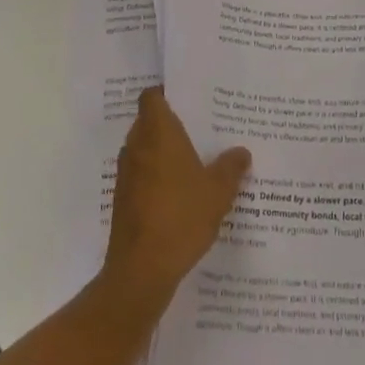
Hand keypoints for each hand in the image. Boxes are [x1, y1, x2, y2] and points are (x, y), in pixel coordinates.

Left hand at [104, 88, 250, 301]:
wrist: (141, 271)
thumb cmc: (181, 217)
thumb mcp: (218, 191)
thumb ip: (231, 167)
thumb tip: (241, 152)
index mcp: (158, 132)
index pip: (152, 97)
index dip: (166, 93)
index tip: (187, 98)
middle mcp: (137, 146)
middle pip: (148, 122)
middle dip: (169, 124)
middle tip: (198, 129)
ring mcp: (126, 175)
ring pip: (144, 150)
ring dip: (162, 153)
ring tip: (192, 161)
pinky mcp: (123, 201)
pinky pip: (140, 176)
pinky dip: (155, 178)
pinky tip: (179, 194)